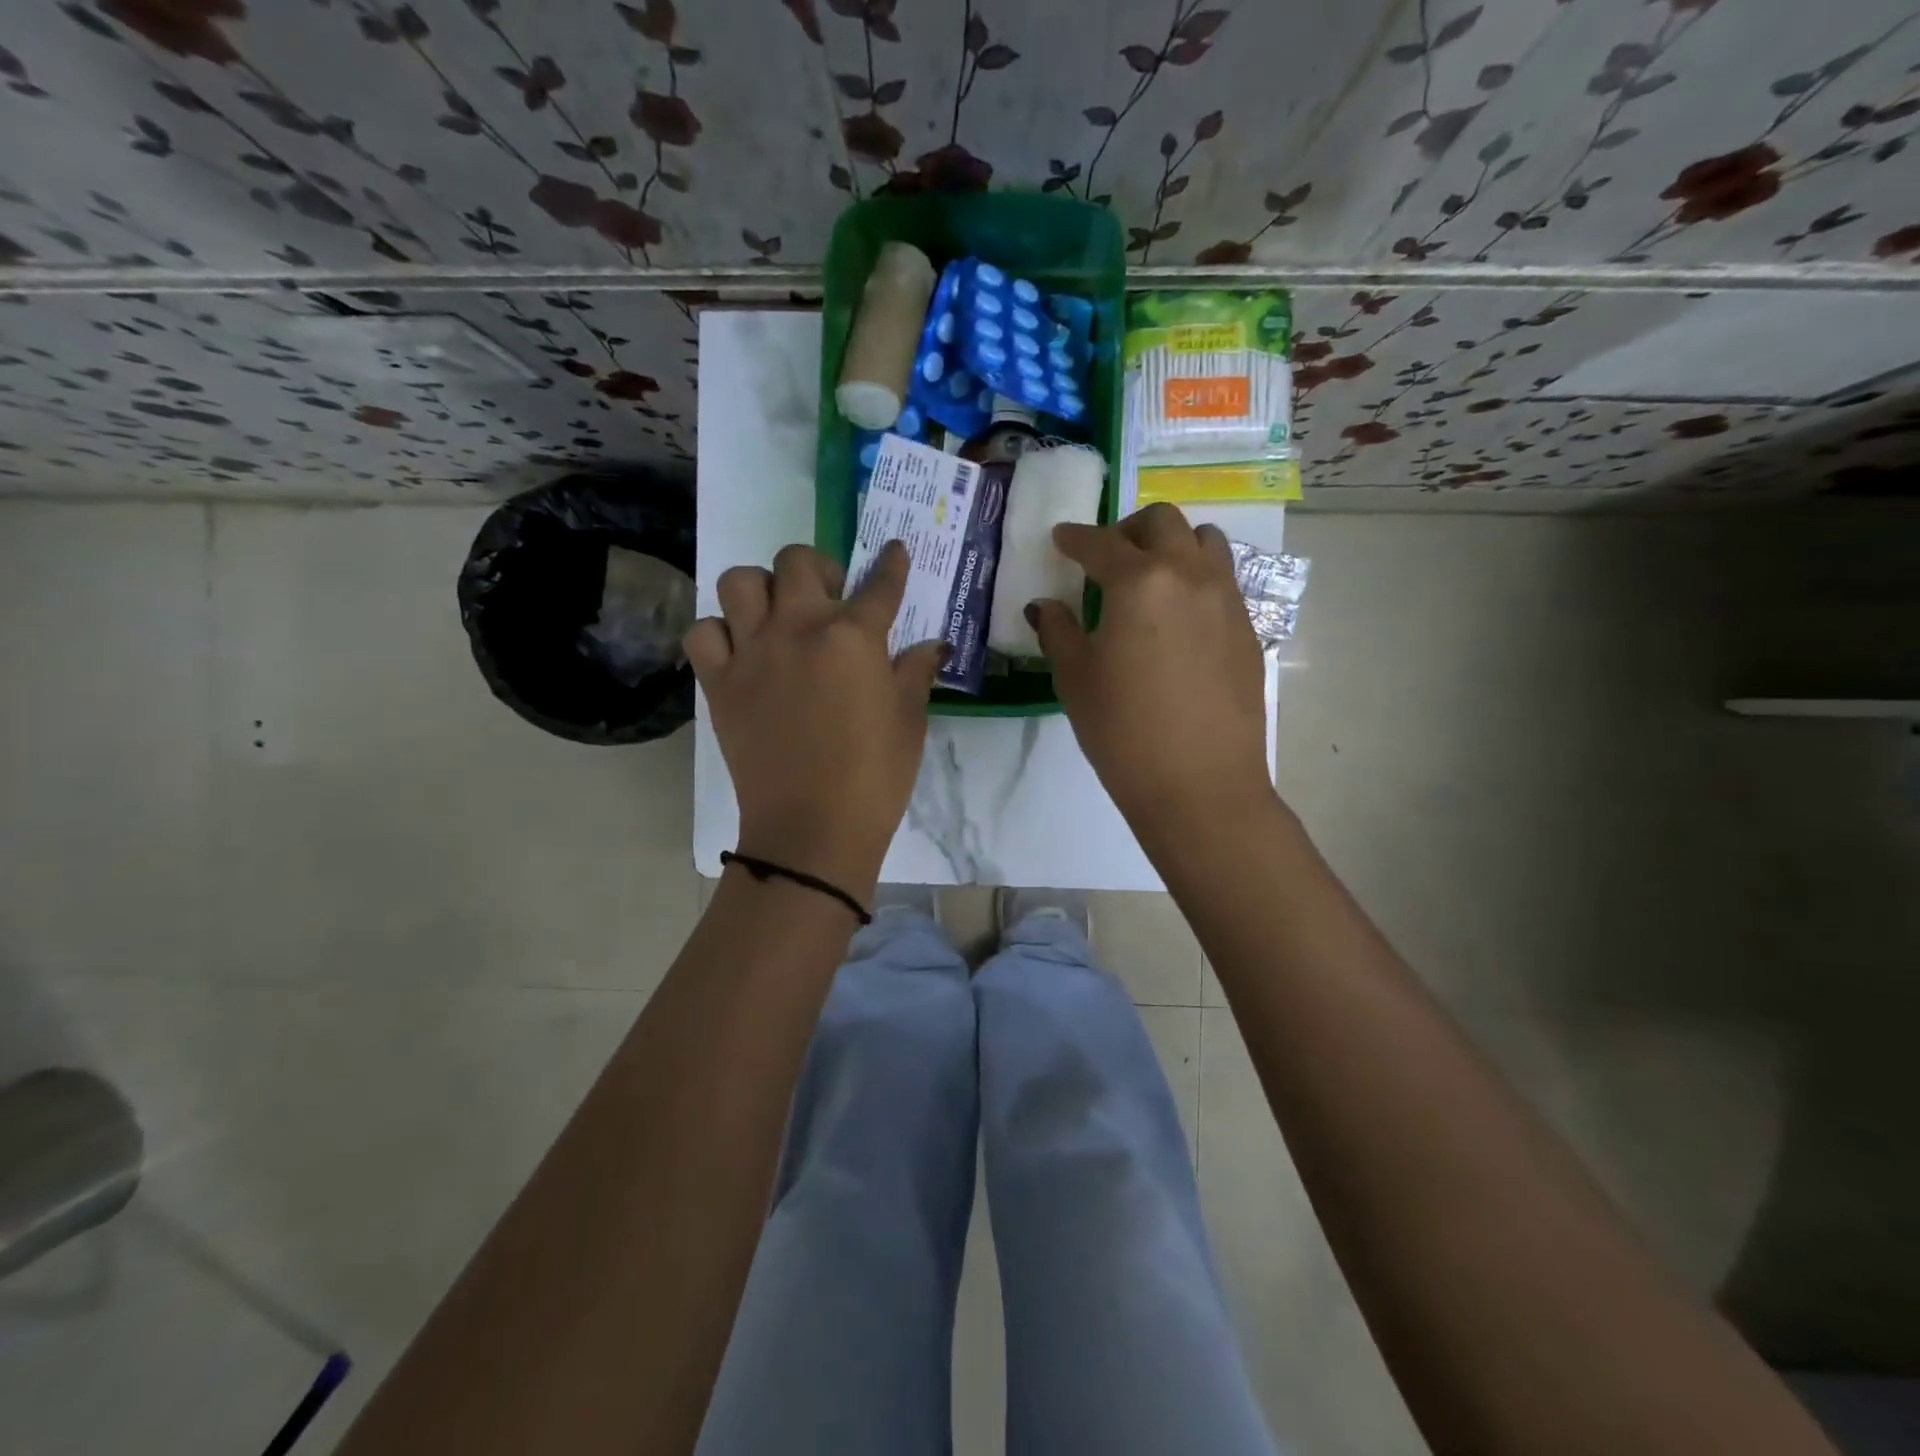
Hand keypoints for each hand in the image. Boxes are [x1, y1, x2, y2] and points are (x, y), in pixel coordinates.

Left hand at [686, 540, 942, 903]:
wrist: (812, 829)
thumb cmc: (874, 777)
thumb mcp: (909, 722)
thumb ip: (915, 673)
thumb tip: (932, 645)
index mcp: (853, 637)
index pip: (880, 584)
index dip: (891, 564)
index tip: (893, 551)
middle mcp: (798, 629)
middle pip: (796, 561)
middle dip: (818, 568)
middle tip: (829, 596)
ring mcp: (752, 653)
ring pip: (739, 581)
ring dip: (761, 589)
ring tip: (776, 615)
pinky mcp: (719, 683)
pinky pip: (703, 632)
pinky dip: (719, 632)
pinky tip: (740, 651)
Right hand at [1028, 503, 1270, 838]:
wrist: (1200, 784)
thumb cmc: (1124, 731)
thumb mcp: (1075, 679)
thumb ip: (1058, 631)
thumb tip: (1045, 606)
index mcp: (1140, 582)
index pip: (1100, 543)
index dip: (1074, 538)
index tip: (1061, 539)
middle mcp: (1189, 575)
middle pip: (1163, 522)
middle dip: (1128, 530)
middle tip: (1107, 559)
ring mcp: (1227, 600)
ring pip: (1205, 542)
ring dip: (1173, 545)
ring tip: (1152, 579)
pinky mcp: (1247, 629)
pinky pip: (1223, 581)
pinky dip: (1196, 580)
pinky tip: (1178, 620)